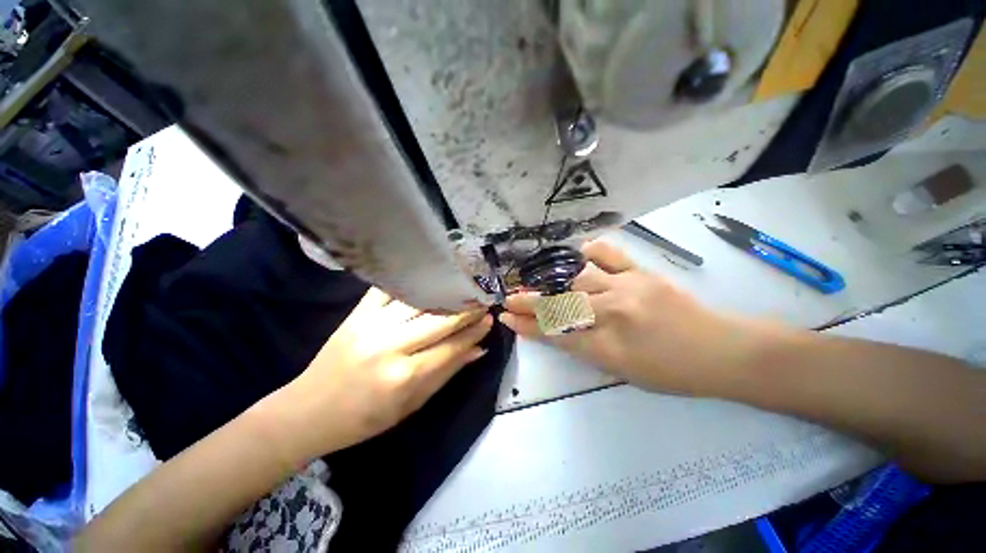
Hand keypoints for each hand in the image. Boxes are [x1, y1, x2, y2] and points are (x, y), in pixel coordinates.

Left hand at [270, 288, 492, 461]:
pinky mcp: (356, 314)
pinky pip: (389, 290)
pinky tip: (428, 277)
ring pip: (419, 301)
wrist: (308, 411)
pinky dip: (411, 282)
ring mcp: (370, 325)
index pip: (451, 347)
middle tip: (483, 299)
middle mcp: (389, 346)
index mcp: (403, 377)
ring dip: (445, 293)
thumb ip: (447, 373)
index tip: (489, 319)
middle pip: (438, 320)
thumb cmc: (364, 418)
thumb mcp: (411, 405)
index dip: (474, 332)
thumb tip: (479, 350)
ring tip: (463, 287)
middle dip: (466, 309)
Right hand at [500, 241, 761, 396]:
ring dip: (550, 280)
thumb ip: (586, 349)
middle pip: (561, 305)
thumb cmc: (672, 372)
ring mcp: (628, 287)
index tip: (507, 318)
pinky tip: (577, 252)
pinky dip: (589, 252)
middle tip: (509, 297)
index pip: (556, 334)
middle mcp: (614, 314)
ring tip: (533, 279)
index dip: (528, 326)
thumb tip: (556, 331)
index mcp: (609, 347)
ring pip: (577, 279)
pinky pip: (610, 254)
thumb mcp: (623, 371)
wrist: (722, 351)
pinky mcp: (642, 272)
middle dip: (529, 302)